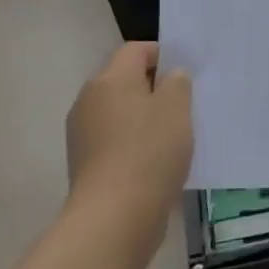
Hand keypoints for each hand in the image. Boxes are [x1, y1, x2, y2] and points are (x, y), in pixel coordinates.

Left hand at [65, 43, 192, 241]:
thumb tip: (170, 76)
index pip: (135, 50)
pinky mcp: (85, 166)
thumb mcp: (177, 108)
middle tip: (184, 104)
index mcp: (109, 79)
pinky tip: (157, 162)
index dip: (162, 54)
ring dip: (144, 118)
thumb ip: (177, 82)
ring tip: (174, 136)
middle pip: (124, 81)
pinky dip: (134, 144)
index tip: (185, 73)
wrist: (113, 219)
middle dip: (154, 88)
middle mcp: (89, 100)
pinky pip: (115, 142)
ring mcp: (83, 135)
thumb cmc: (149, 152)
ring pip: (120, 113)